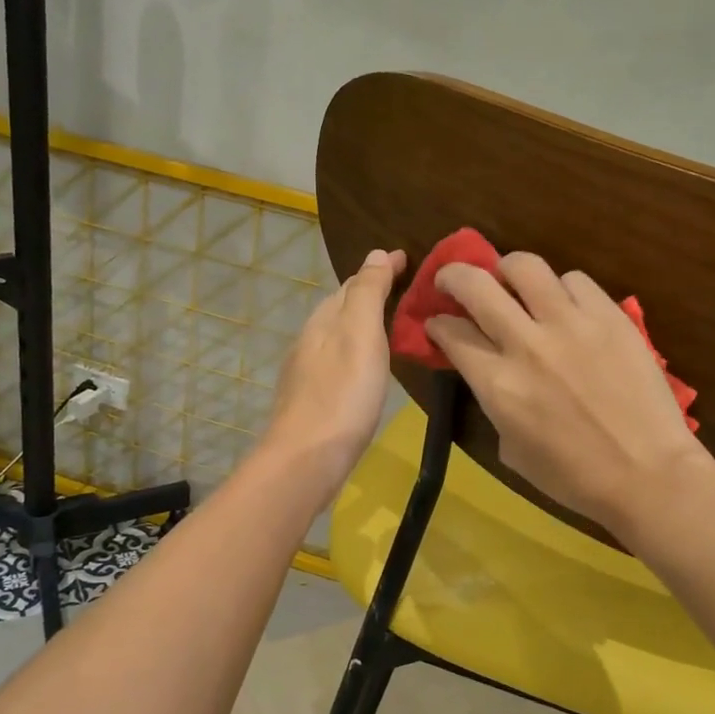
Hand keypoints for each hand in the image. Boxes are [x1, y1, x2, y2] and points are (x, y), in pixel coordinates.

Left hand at [261, 248, 407, 501]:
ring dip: (363, 324)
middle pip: (342, 307)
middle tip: (406, 289)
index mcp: (323, 320)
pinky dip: (357, 352)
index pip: (353, 282)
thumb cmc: (341, 395)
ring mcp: (307, 373)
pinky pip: (339, 362)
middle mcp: (310, 340)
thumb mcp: (360, 334)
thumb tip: (376, 253)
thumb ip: (368, 293)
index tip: (408, 259)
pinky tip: (368, 369)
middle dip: (371, 293)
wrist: (306, 460)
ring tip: (393, 326)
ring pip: (338, 335)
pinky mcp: (312, 401)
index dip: (381, 270)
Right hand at [426, 252, 708, 536]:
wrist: (647, 474)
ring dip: (507, 270)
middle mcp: (526, 343)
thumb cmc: (574, 477)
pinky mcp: (610, 316)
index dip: (437, 324)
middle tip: (453, 280)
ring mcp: (571, 324)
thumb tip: (490, 374)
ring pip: (525, 266)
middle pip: (475, 285)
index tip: (438, 324)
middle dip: (453, 276)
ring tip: (512, 281)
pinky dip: (561, 288)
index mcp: (497, 384)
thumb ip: (494, 401)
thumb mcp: (511, 448)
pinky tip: (566, 305)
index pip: (452, 333)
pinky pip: (575, 280)